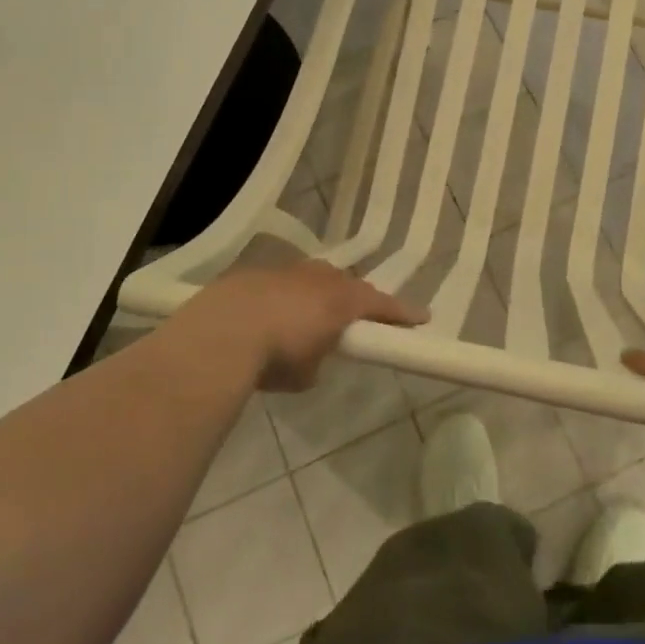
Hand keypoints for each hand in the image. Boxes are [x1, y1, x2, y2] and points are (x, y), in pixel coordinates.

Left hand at [172, 261, 425, 392]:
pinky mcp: (256, 273)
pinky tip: (271, 314)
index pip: (381, 304)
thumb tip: (312, 355)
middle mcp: (319, 278)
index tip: (422, 318)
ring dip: (318, 293)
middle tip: (358, 316)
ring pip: (314, 278)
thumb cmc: (277, 355)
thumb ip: (319, 358)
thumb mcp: (307, 372)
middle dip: (355, 299)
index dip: (402, 313)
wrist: (222, 331)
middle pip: (348, 284)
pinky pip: (283, 283)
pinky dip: (285, 297)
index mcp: (342, 300)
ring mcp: (286, 271)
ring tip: (311, 314)